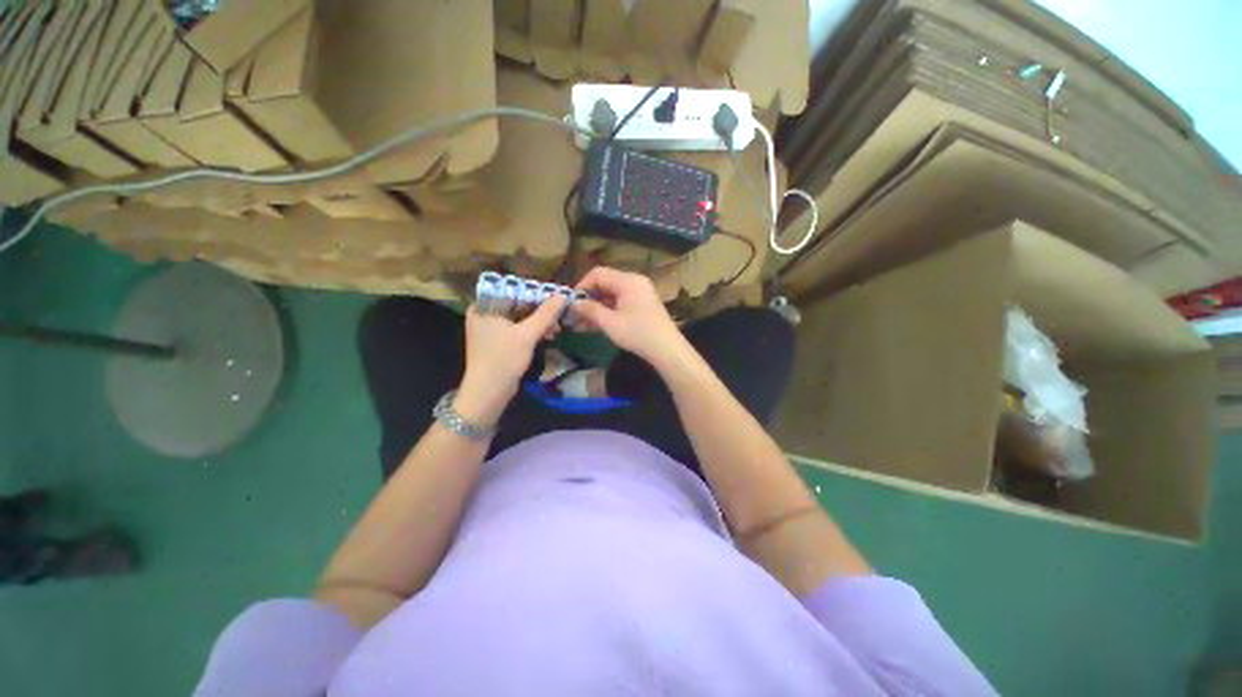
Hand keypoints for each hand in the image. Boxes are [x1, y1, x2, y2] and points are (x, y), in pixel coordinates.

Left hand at [457, 296, 566, 425]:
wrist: (489, 393)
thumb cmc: (503, 359)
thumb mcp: (526, 335)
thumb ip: (545, 314)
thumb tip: (563, 295)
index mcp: (481, 307)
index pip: (510, 290)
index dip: (532, 292)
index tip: (551, 296)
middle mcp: (483, 315)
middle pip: (515, 304)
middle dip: (537, 309)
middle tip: (557, 312)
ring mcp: (489, 330)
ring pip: (518, 318)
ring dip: (537, 321)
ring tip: (555, 325)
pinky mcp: (497, 343)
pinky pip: (516, 329)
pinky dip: (530, 331)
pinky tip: (547, 334)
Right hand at [574, 267, 688, 368]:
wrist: (667, 350)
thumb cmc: (638, 334)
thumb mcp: (610, 323)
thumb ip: (590, 310)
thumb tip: (573, 303)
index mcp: (628, 281)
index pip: (598, 273)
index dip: (582, 286)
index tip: (571, 302)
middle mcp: (635, 282)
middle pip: (605, 283)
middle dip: (588, 299)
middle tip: (574, 315)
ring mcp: (640, 293)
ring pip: (612, 295)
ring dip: (597, 308)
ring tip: (581, 324)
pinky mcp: (643, 305)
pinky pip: (621, 302)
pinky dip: (608, 311)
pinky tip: (596, 325)